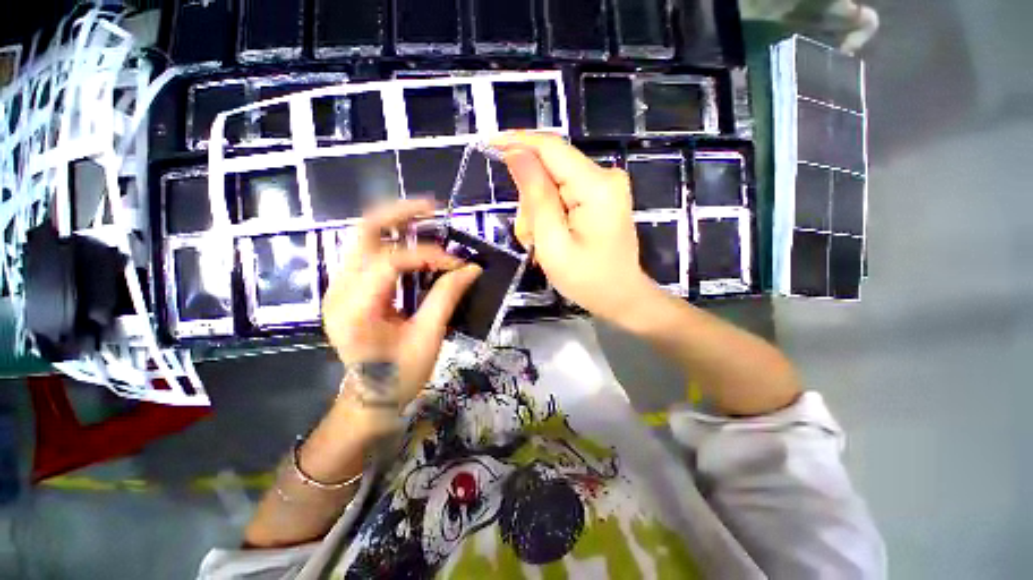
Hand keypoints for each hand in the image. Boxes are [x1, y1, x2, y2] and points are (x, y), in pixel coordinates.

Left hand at [322, 199, 481, 407]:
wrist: (370, 397)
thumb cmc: (399, 375)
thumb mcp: (428, 338)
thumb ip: (446, 297)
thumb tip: (471, 268)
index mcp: (355, 309)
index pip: (390, 262)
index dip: (428, 255)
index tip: (457, 263)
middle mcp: (339, 290)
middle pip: (362, 233)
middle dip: (398, 215)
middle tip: (432, 207)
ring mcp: (339, 287)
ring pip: (361, 237)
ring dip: (394, 223)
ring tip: (426, 217)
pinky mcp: (349, 289)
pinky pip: (368, 252)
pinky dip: (392, 240)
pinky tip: (414, 239)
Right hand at [491, 132, 656, 323]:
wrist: (621, 296)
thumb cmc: (586, 279)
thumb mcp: (552, 242)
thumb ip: (535, 196)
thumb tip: (516, 154)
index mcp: (596, 186)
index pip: (551, 148)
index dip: (518, 142)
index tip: (488, 143)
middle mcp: (605, 176)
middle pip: (551, 167)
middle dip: (530, 198)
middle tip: (528, 236)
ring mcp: (605, 185)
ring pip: (553, 182)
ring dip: (538, 210)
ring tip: (540, 243)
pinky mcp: (601, 196)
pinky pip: (564, 192)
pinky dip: (549, 213)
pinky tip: (550, 236)